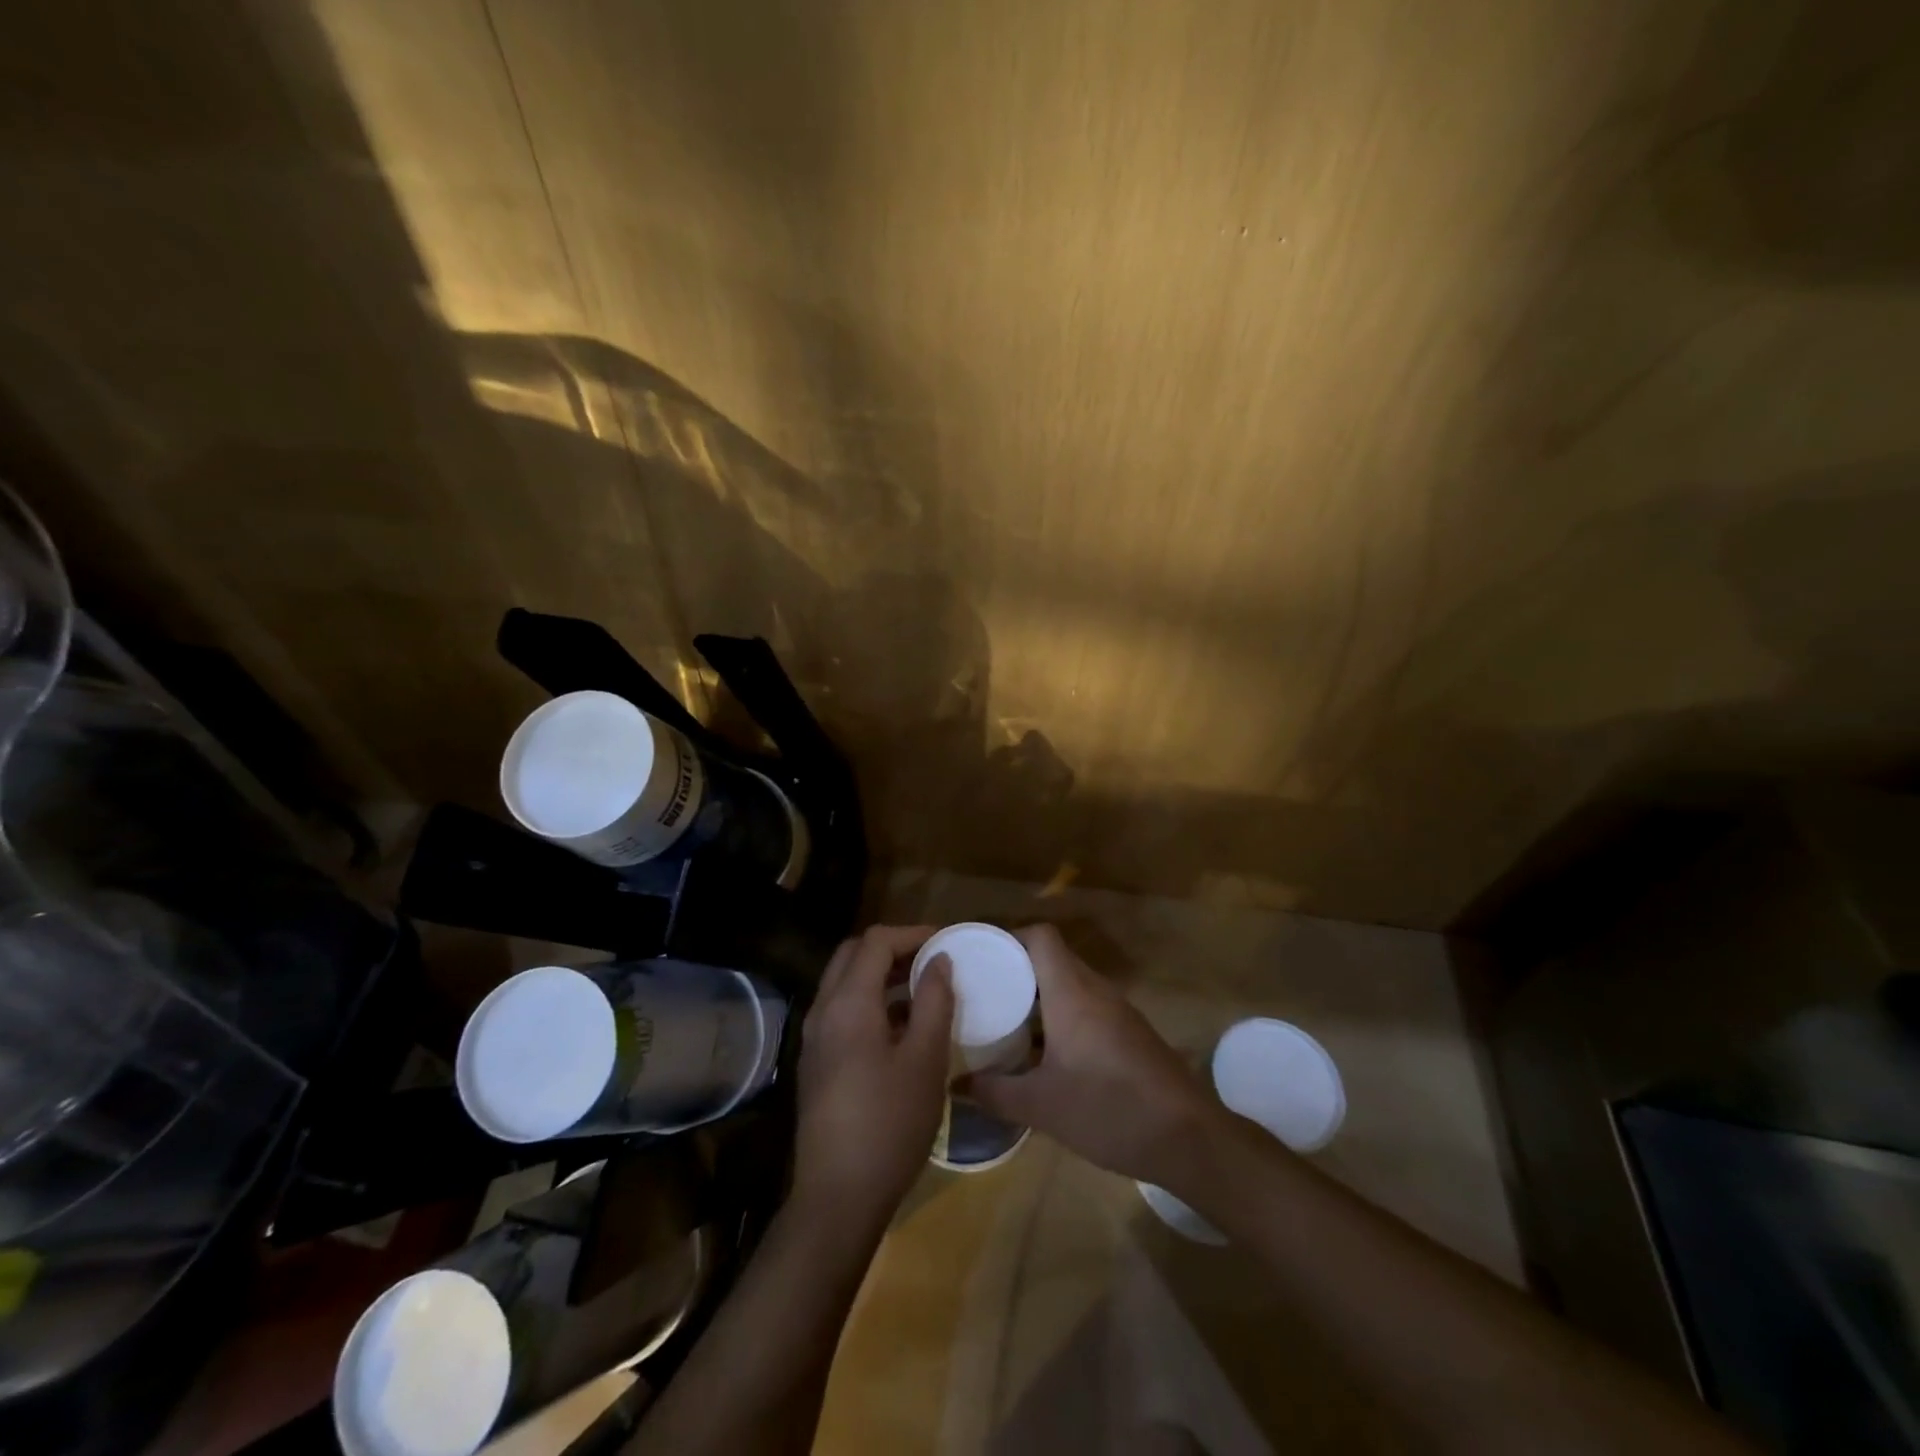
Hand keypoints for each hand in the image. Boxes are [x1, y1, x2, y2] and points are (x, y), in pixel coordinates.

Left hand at [793, 924, 953, 1228]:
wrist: (837, 1197)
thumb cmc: (889, 1124)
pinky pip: (841, 1010)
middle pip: (853, 955)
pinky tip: (901, 1026)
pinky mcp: (816, 1062)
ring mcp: (814, 1038)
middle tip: (932, 960)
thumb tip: (939, 961)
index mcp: (848, 1003)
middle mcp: (823, 1010)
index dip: (912, 933)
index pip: (876, 941)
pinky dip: (870, 1000)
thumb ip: (933, 1002)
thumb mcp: (924, 1060)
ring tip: (923, 988)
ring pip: (844, 982)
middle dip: (893, 948)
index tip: (946, 941)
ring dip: (881, 974)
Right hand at [961, 923, 1219, 1185]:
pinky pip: (1087, 1007)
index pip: (1041, 937)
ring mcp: (1117, 1011)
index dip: (1009, 938)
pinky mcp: (1130, 1033)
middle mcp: (1096, 991)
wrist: (1189, 1138)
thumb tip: (956, 1085)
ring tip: (1005, 1020)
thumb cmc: (1109, 1110)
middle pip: (1053, 959)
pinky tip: (1044, 1052)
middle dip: (1017, 969)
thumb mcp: (1042, 1106)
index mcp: (1072, 992)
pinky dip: (1061, 1016)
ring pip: (1071, 984)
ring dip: (1039, 996)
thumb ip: (995, 1092)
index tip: (980, 958)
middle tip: (983, 992)